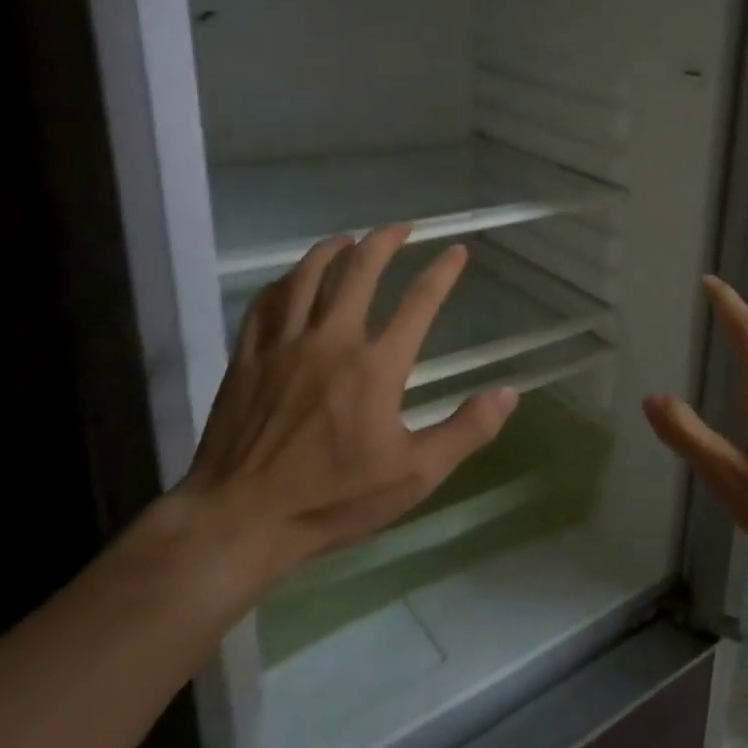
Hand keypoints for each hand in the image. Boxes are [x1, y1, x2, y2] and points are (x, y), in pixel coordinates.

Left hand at [173, 225, 518, 601]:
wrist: (239, 520)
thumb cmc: (332, 498)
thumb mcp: (414, 475)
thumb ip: (465, 431)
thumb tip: (508, 393)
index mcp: (376, 367)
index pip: (419, 303)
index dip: (442, 272)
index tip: (456, 252)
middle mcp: (331, 341)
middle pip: (358, 272)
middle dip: (384, 242)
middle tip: (401, 228)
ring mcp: (283, 346)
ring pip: (307, 277)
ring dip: (332, 250)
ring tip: (349, 239)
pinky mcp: (246, 359)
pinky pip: (266, 303)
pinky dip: (285, 281)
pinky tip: (293, 278)